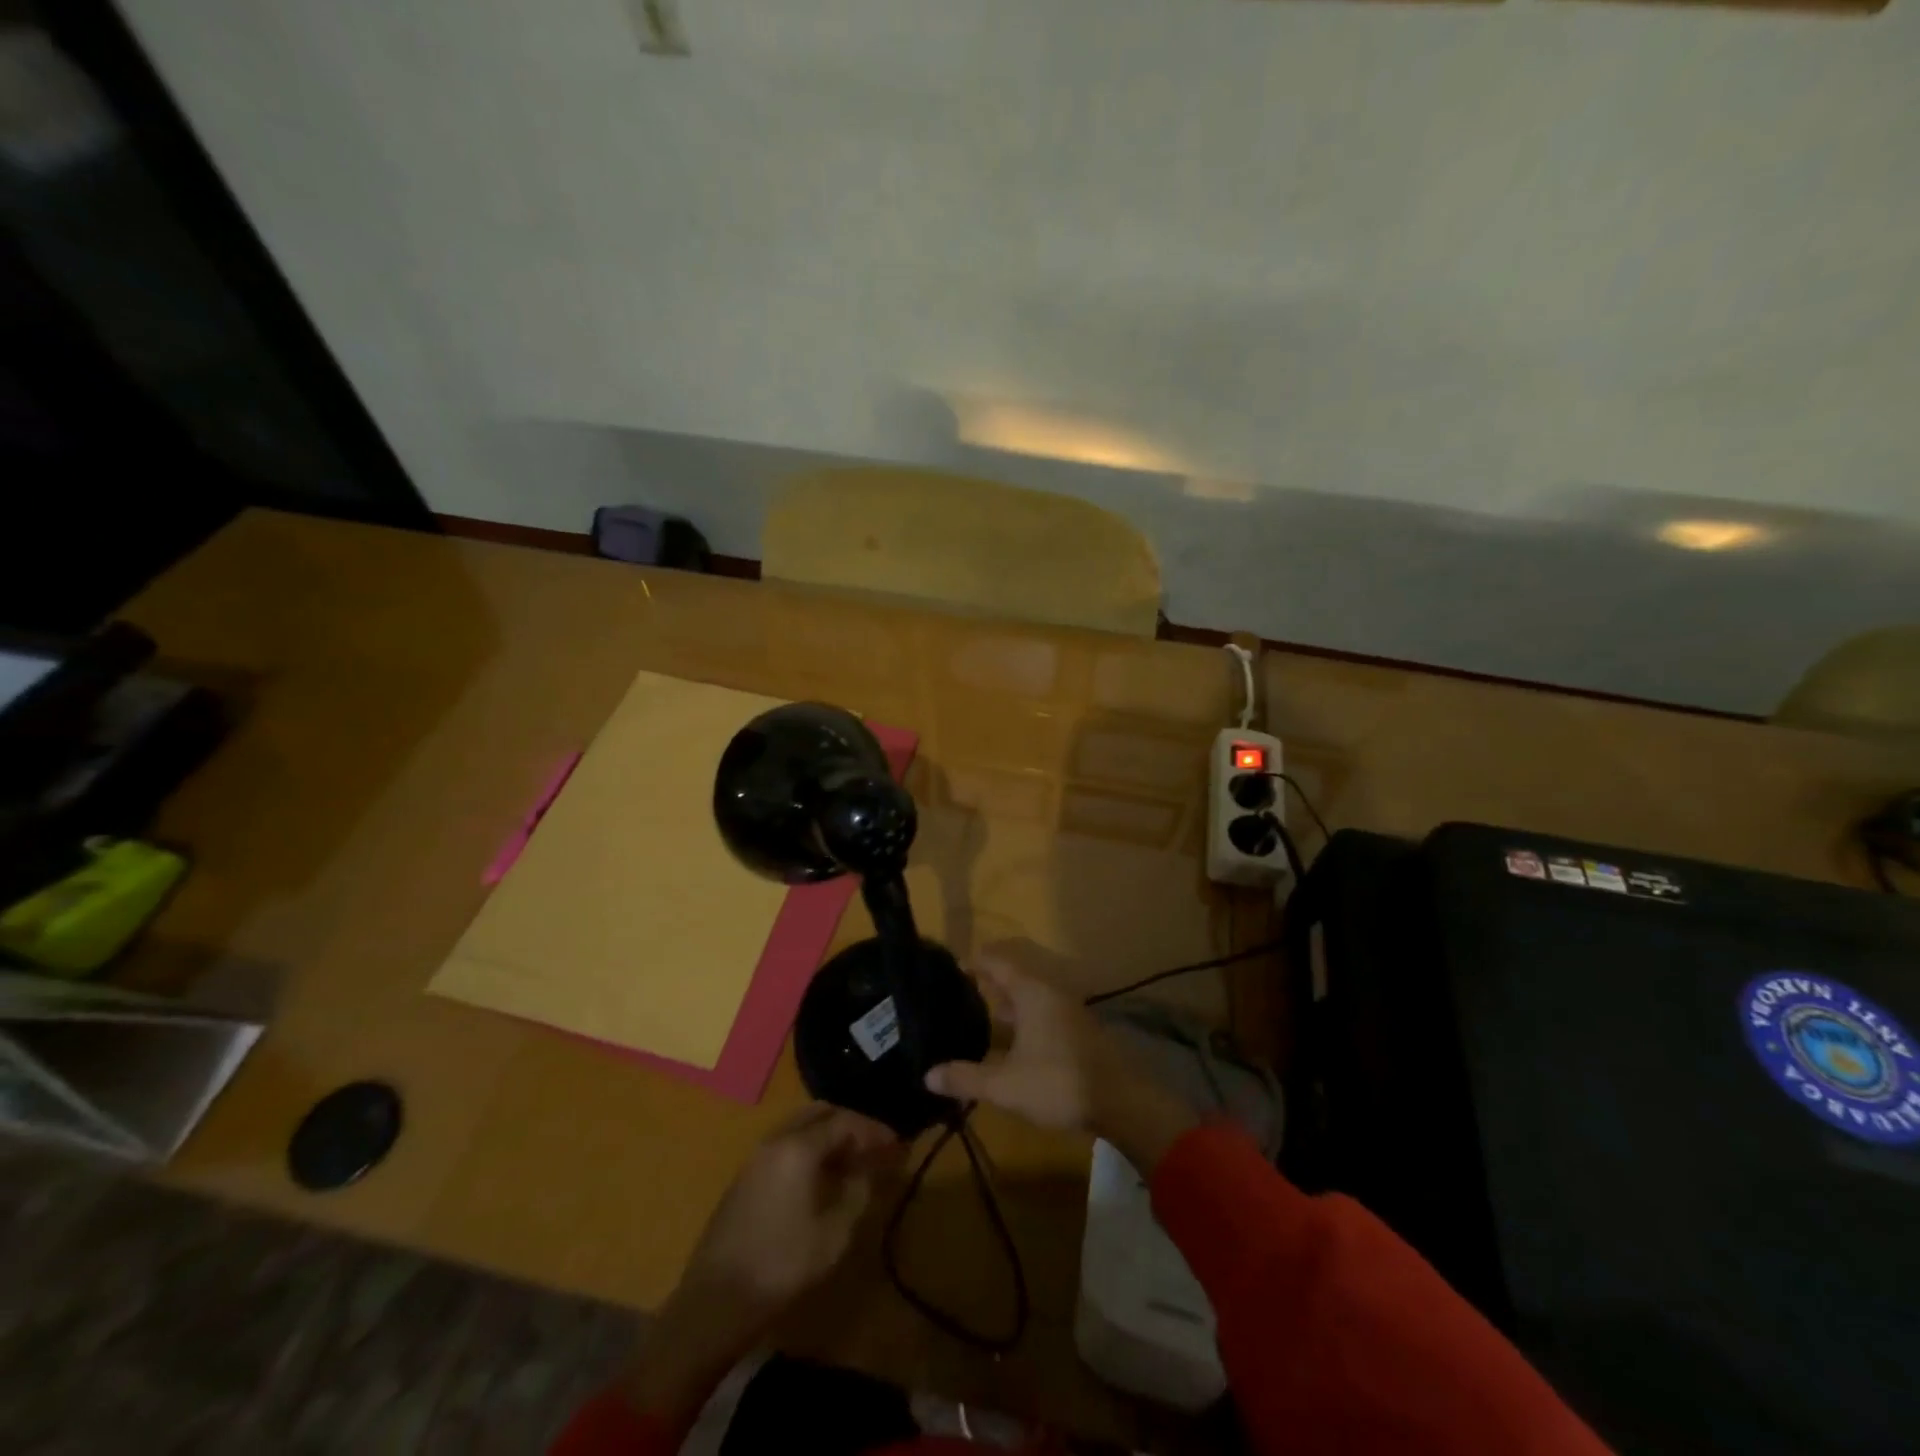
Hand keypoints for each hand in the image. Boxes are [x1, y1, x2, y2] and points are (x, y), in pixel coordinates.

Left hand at [624, 1105, 901, 1428]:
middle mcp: (776, 1140)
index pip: (845, 1121)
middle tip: (875, 1148)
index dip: (874, 1131)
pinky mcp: (745, 1178)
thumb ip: (859, 1192)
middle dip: (851, 1125)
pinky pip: (785, 1146)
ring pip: (800, 1128)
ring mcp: (756, 1158)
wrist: (714, 1303)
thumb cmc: (781, 1266)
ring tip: (853, 1163)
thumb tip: (875, 1168)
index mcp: (799, 1146)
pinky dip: (810, 1149)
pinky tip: (822, 1179)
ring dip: (829, 1136)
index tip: (898, 1145)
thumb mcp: (835, 1233)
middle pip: (820, 1113)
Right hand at [924, 952, 1197, 1171]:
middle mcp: (1049, 992)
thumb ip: (966, 1077)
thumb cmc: (1058, 1083)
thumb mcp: (1005, 1085)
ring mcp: (1066, 1010)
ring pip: (1028, 995)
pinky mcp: (1077, 1029)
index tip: (950, 967)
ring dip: (1005, 1000)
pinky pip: (1041, 1010)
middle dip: (987, 981)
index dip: (973, 961)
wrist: (1121, 1102)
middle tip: (958, 991)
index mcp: (1031, 991)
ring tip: (979, 1013)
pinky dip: (1021, 1016)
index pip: (996, 961)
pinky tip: (1009, 1039)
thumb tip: (927, 1074)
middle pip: (1013, 975)